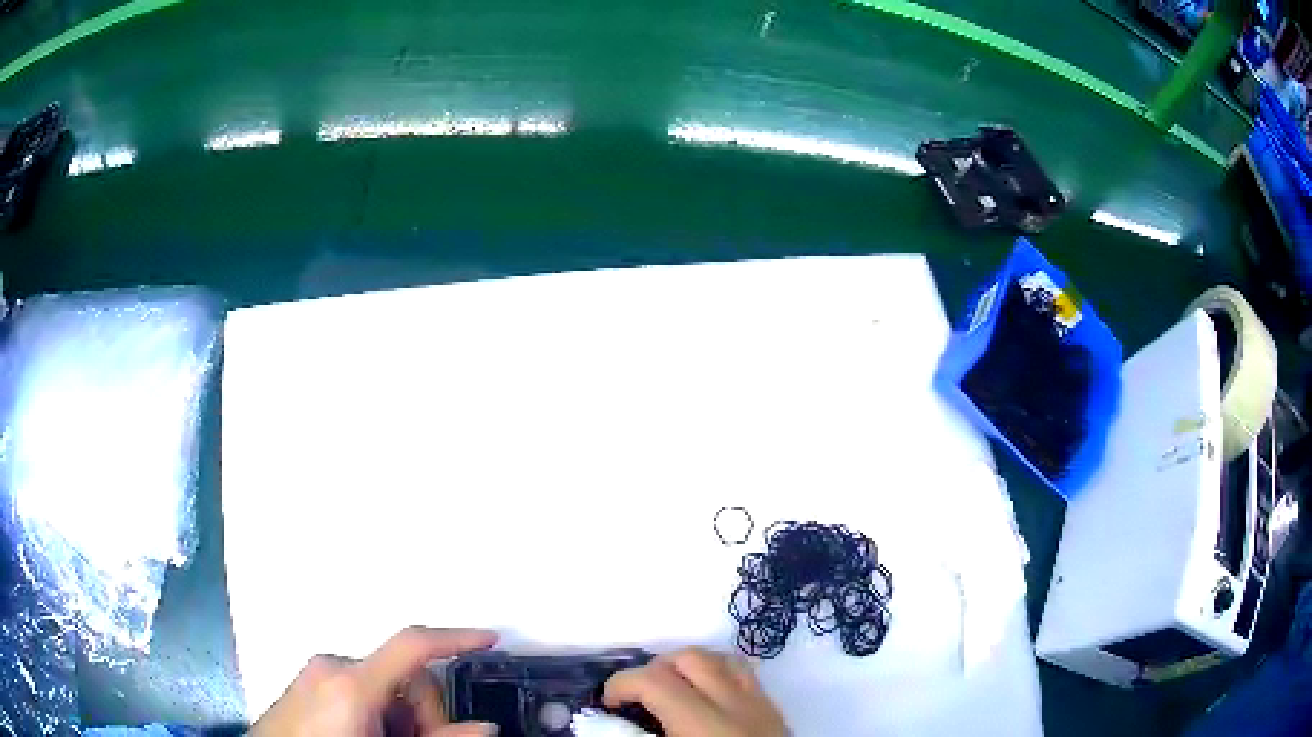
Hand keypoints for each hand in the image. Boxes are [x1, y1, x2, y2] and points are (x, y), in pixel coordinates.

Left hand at [250, 626, 498, 736]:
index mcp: (350, 682)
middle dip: (424, 714)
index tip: (489, 640)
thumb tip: (483, 727)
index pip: (411, 645)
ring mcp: (316, 675)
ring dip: (401, 719)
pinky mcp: (307, 685)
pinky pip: (357, 691)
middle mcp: (332, 668)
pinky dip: (377, 716)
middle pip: (402, 675)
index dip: (455, 638)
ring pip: (382, 687)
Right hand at [604, 647, 788, 736]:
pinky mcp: (778, 712)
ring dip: (690, 667)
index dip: (621, 683)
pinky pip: (747, 676)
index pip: (655, 681)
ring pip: (723, 660)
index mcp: (705, 724)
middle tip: (638, 697)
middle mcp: (738, 705)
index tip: (609, 702)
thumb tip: (613, 723)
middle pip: (691, 658)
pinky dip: (720, 676)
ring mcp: (763, 705)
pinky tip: (709, 699)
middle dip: (655, 668)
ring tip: (672, 692)